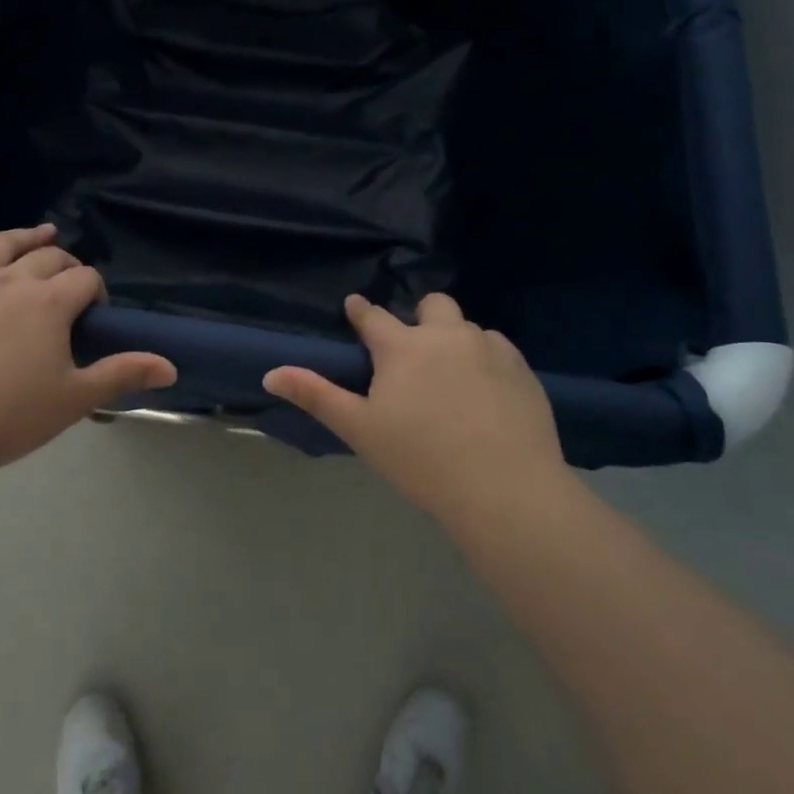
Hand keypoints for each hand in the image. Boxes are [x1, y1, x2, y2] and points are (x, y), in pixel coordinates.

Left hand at [0, 213, 177, 477]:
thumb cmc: (13, 416)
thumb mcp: (77, 397)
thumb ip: (124, 374)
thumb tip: (171, 366)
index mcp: (49, 302)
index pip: (85, 279)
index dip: (96, 293)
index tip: (95, 318)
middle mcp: (10, 281)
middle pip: (47, 259)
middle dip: (67, 267)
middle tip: (72, 287)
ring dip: (22, 237)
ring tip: (41, 233)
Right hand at [263, 293, 567, 520]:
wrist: (504, 489)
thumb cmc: (421, 459)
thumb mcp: (360, 429)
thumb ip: (315, 395)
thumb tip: (270, 374)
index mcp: (403, 347)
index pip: (373, 316)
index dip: (361, 311)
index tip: (355, 307)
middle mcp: (447, 335)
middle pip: (432, 305)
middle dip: (420, 317)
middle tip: (415, 352)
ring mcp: (489, 349)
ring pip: (467, 328)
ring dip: (455, 341)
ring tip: (454, 379)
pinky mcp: (523, 369)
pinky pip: (498, 350)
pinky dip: (486, 361)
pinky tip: (487, 395)